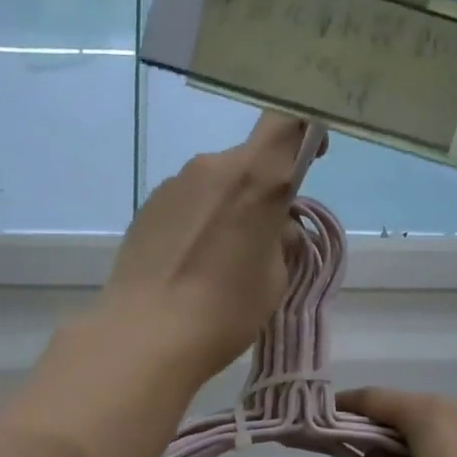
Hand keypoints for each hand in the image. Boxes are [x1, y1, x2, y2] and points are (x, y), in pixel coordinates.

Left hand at [95, 112, 313, 385]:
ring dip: (228, 206)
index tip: (310, 159)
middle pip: (249, 160)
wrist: (146, 335)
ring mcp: (174, 183)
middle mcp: (212, 167)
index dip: (305, 130)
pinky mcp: (148, 206)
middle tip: (263, 236)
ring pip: (216, 182)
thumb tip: (276, 228)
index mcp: (255, 178)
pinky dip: (199, 220)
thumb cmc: (226, 310)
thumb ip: (280, 240)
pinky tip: (191, 262)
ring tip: (221, 257)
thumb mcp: (274, 279)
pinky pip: (188, 201)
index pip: (287, 121)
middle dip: (262, 189)